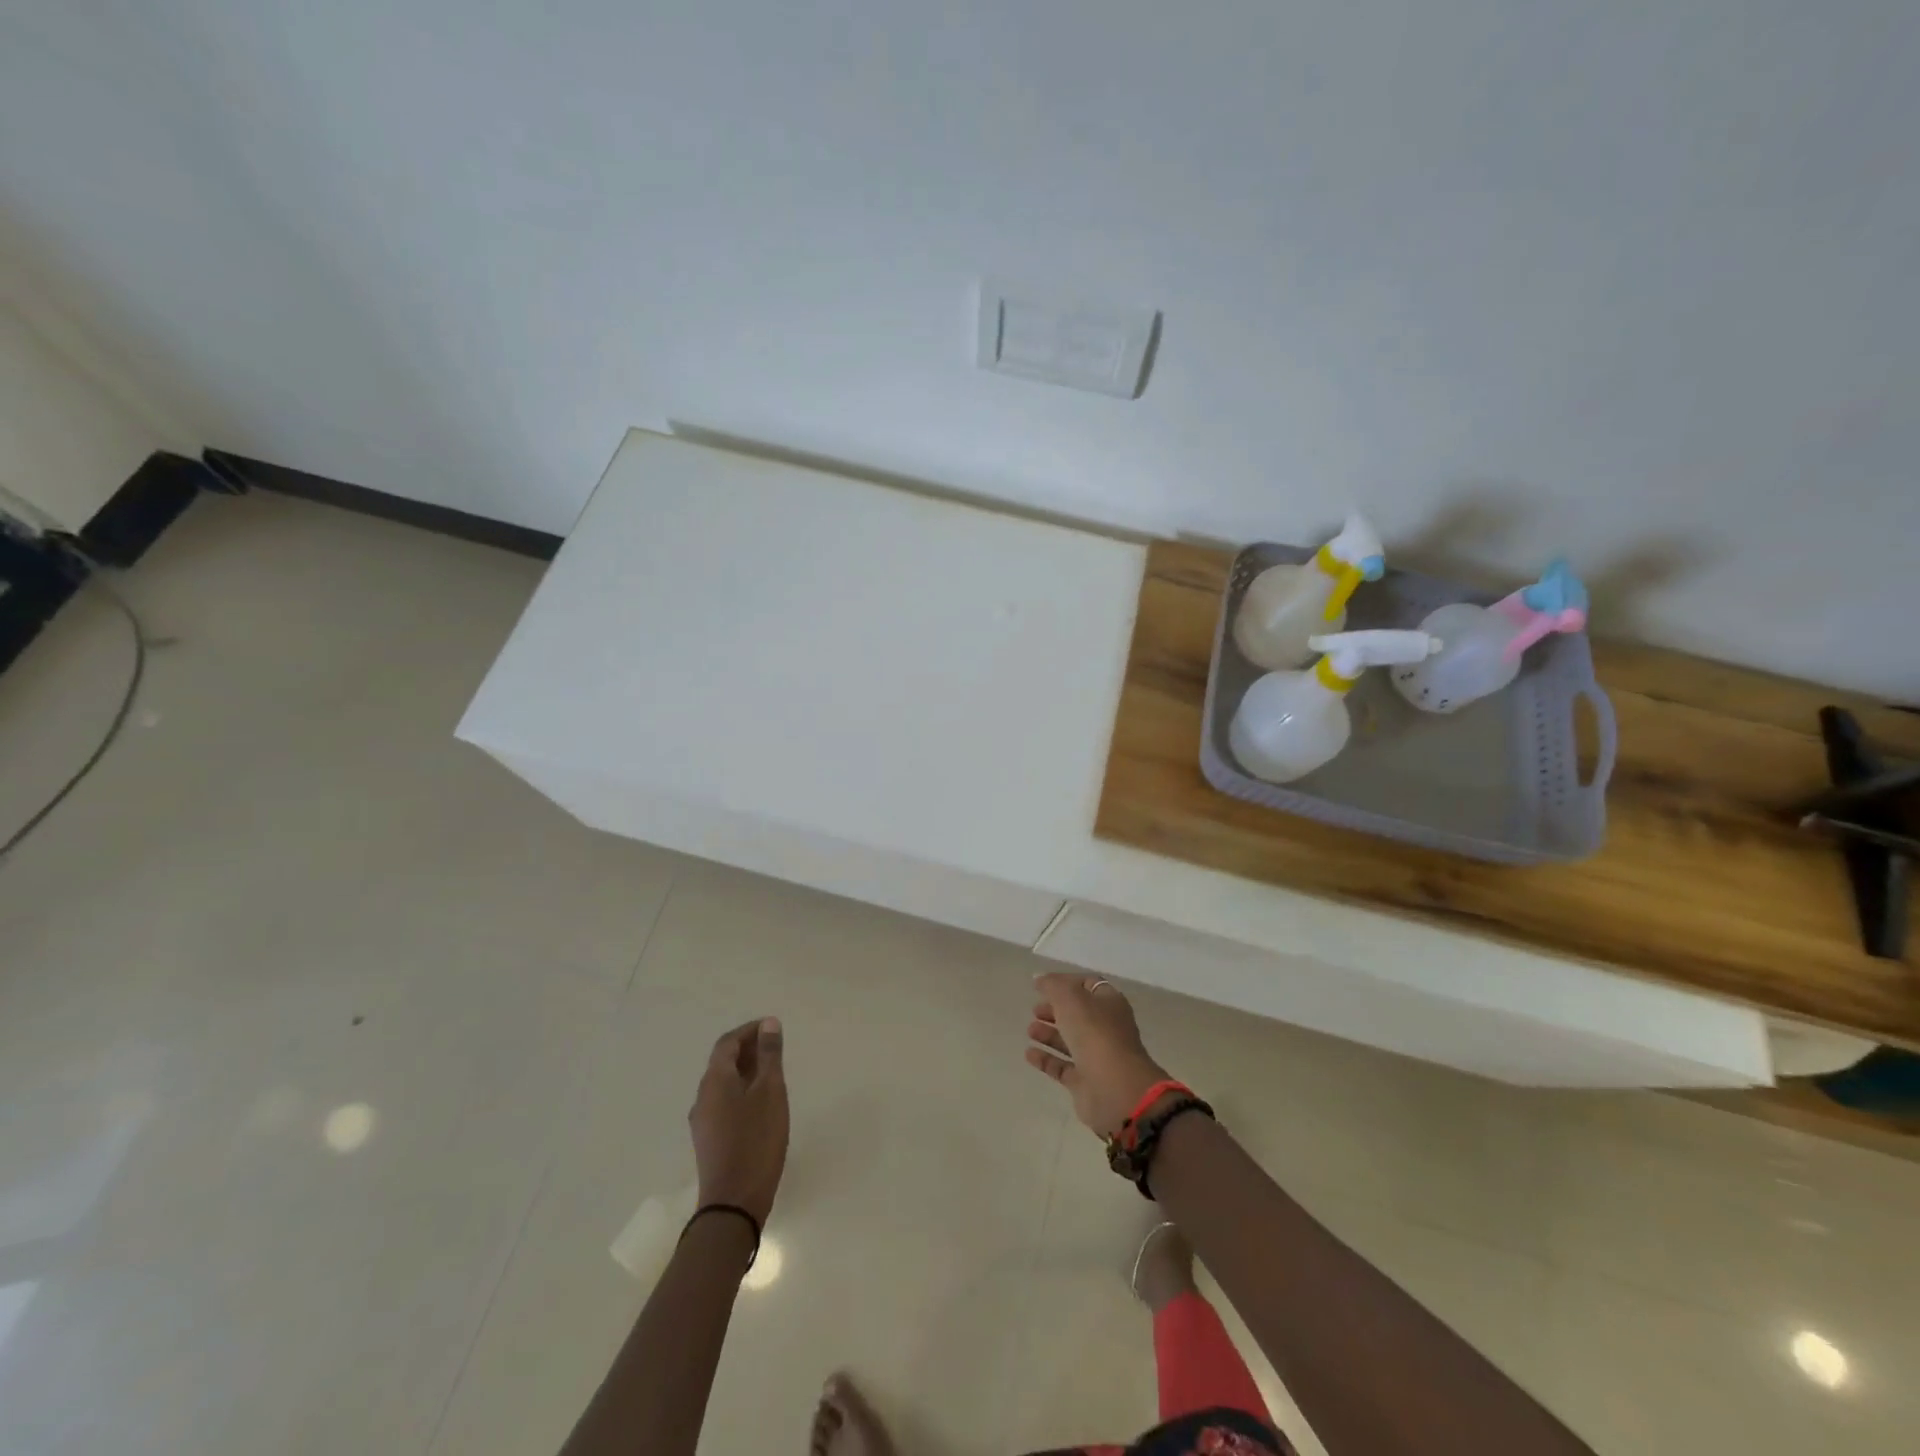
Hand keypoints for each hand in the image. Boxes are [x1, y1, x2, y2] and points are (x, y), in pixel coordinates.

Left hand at [689, 1017, 788, 1223]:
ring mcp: (703, 1120)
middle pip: (723, 1062)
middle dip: (748, 1049)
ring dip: (745, 1070)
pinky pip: (723, 1102)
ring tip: (772, 1073)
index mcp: (715, 1080)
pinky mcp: (709, 1140)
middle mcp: (703, 1096)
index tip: (772, 1028)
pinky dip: (741, 1090)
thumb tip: (768, 1024)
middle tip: (775, 1048)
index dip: (749, 1030)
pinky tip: (761, 1103)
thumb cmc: (756, 1140)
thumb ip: (769, 1056)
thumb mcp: (770, 1091)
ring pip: (723, 1083)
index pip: (728, 1042)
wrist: (734, 1202)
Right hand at [1025, 973, 1171, 1136]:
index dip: (1065, 982)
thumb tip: (1039, 977)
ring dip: (1049, 1033)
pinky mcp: (1086, 1082)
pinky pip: (1062, 1067)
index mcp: (1109, 1003)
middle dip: (1056, 1009)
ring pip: (1070, 1040)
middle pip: (1078, 1014)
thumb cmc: (1095, 1034)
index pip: (1088, 985)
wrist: (1116, 1090)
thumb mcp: (1071, 999)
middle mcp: (1105, 1028)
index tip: (1041, 984)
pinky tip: (1029, 1054)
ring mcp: (1096, 1056)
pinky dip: (1046, 1059)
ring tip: (1029, 1029)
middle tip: (1035, 1009)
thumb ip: (1053, 986)